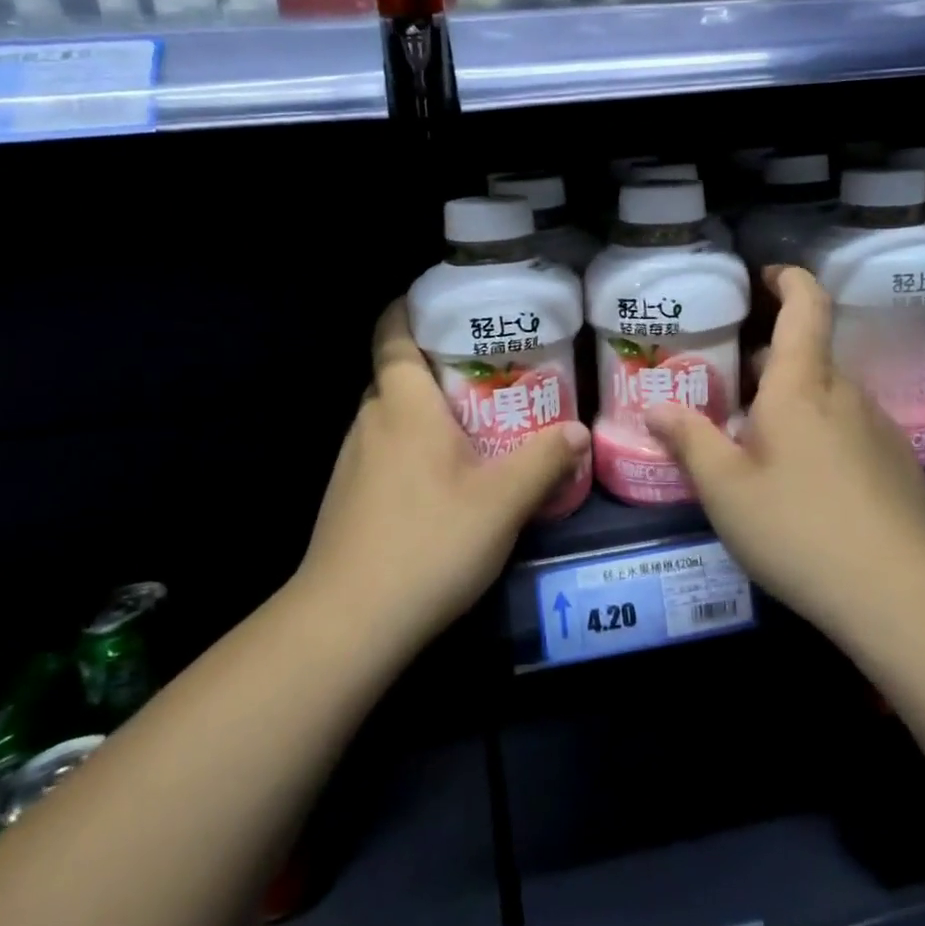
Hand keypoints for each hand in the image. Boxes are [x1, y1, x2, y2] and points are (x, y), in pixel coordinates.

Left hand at [298, 300, 590, 653]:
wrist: (348, 623)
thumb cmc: (428, 542)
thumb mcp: (502, 501)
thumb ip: (543, 460)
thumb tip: (577, 431)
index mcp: (403, 404)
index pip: (392, 334)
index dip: (409, 309)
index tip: (442, 302)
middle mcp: (371, 420)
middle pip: (398, 374)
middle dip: (437, 365)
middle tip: (489, 370)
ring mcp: (352, 460)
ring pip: (392, 416)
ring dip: (427, 411)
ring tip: (475, 422)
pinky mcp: (347, 496)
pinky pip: (384, 451)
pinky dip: (413, 447)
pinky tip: (445, 480)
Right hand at [645, 267, 924, 640]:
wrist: (901, 594)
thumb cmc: (799, 528)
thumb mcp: (725, 489)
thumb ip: (688, 441)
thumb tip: (656, 407)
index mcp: (802, 385)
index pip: (805, 305)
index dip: (788, 279)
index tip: (765, 275)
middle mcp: (845, 393)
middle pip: (808, 355)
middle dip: (769, 359)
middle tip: (730, 386)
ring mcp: (878, 427)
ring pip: (828, 395)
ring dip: (794, 400)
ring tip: (759, 441)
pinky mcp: (898, 463)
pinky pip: (850, 427)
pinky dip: (821, 432)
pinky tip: (804, 482)